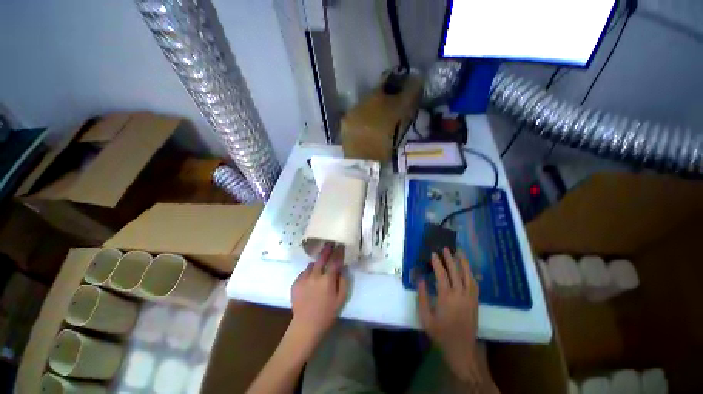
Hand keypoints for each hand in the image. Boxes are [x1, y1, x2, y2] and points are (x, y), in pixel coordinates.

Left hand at [291, 244, 348, 344]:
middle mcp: (315, 276)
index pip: (334, 261)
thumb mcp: (341, 299)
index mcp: (327, 280)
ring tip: (319, 265)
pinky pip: (303, 272)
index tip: (340, 246)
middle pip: (321, 258)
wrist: (306, 325)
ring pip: (311, 264)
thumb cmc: (327, 313)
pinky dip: (308, 272)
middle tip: (329, 244)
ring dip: (316, 263)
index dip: (338, 253)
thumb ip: (343, 281)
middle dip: (326, 250)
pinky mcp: (295, 283)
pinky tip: (310, 278)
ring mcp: (303, 279)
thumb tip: (342, 269)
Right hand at [418, 248, 479, 381]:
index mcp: (446, 298)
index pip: (442, 275)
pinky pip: (475, 285)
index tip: (433, 253)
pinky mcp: (475, 303)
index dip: (437, 263)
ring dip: (464, 263)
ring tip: (460, 252)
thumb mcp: (425, 317)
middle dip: (450, 258)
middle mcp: (460, 295)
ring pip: (468, 276)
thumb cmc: (440, 333)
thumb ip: (422, 297)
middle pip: (456, 272)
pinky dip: (471, 274)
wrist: (461, 349)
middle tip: (446, 248)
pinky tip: (469, 269)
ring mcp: (470, 298)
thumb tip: (421, 279)